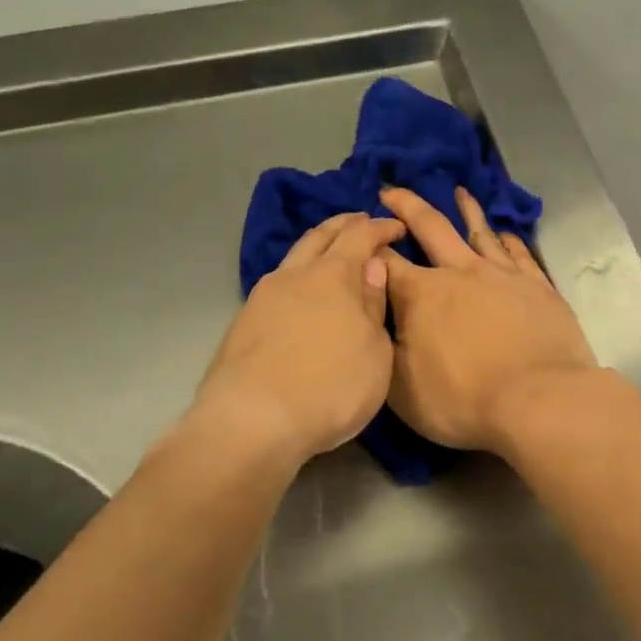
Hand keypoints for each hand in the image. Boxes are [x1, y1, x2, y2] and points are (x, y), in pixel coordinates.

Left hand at [196, 212, 405, 464]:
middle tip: (360, 220)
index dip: (381, 228)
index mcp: (333, 275)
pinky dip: (296, 275)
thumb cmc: (330, 387)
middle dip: (343, 224)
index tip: (396, 227)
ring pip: (293, 257)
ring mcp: (263, 296)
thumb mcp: (374, 353)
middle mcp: (295, 275)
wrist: (251, 420)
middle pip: (320, 236)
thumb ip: (373, 306)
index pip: (361, 236)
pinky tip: (300, 291)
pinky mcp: (243, 321)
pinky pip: (277, 284)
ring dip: (315, 246)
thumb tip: (372, 266)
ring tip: (329, 250)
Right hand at [380, 186, 596, 452]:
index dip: (367, 245)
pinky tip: (505, 233)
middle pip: (430, 228)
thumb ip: (384, 347)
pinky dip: (508, 240)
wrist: (540, 402)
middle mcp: (460, 273)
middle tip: (392, 190)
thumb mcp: (401, 388)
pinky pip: (520, 254)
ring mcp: (503, 276)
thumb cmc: (463, 400)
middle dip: (407, 207)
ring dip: (466, 210)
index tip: (358, 233)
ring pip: (480, 232)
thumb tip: (376, 318)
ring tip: (459, 192)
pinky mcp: (539, 288)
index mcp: (421, 294)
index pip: (385, 261)